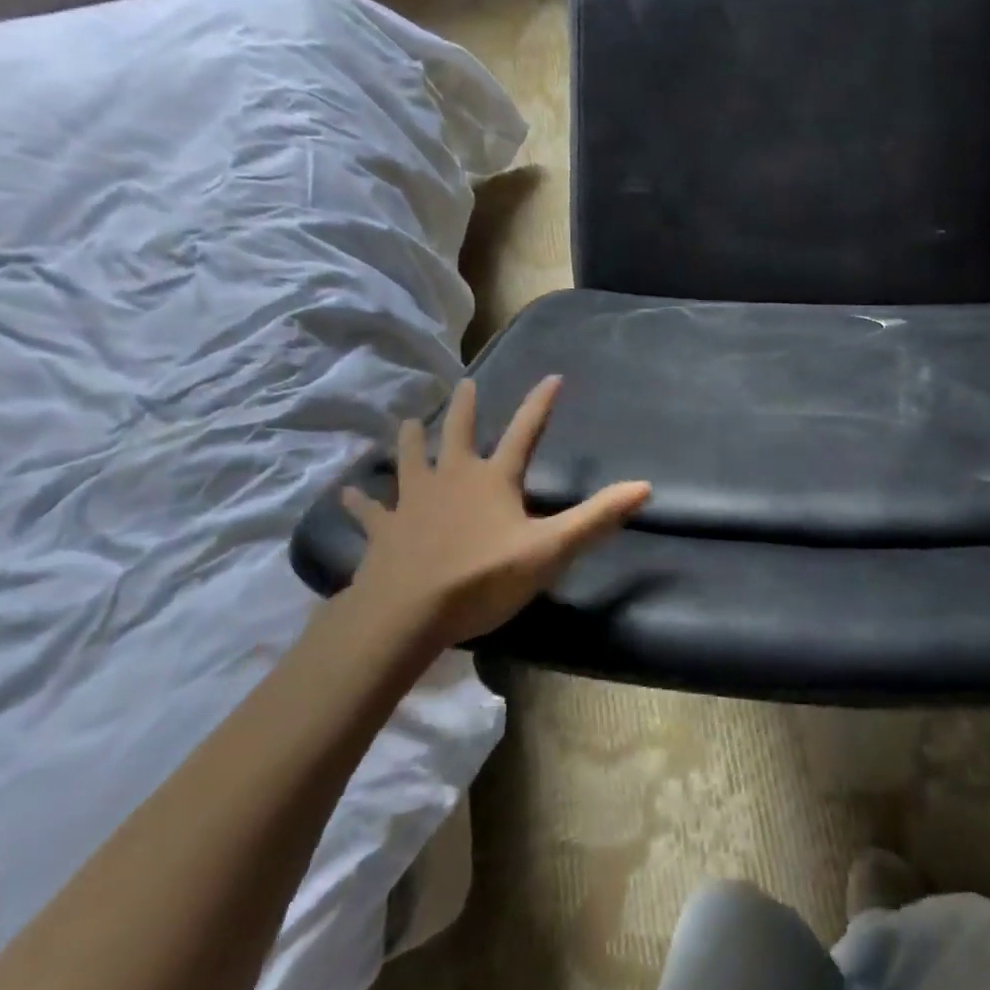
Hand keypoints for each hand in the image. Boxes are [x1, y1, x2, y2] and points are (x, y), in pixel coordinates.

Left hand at [342, 376, 650, 647]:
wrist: (407, 612)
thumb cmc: (483, 578)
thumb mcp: (550, 550)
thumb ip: (596, 518)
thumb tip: (644, 487)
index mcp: (493, 479)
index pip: (524, 432)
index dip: (540, 404)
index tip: (552, 377)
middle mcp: (452, 479)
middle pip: (457, 433)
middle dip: (464, 407)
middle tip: (464, 385)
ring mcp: (413, 502)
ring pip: (409, 461)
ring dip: (409, 442)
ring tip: (405, 422)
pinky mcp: (384, 530)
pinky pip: (371, 511)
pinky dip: (360, 502)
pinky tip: (345, 495)